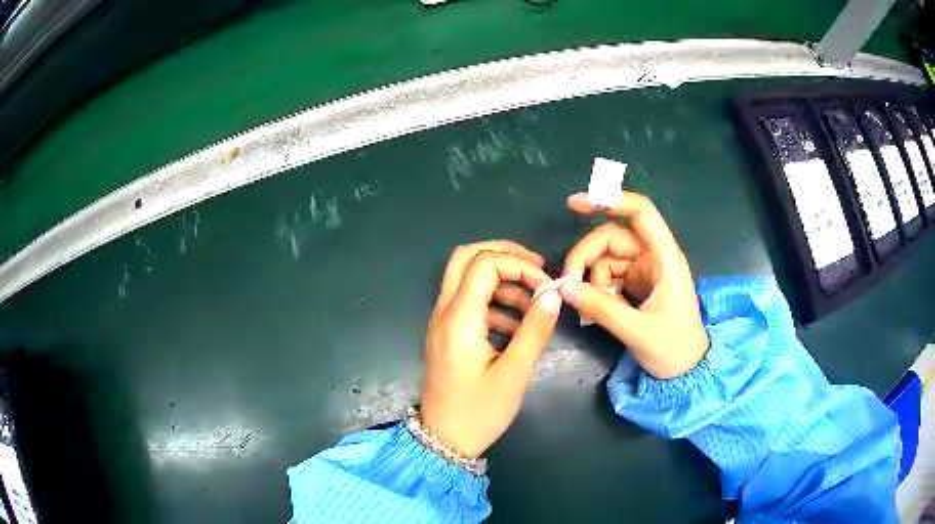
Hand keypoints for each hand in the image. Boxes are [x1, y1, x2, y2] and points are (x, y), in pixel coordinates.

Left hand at [421, 241, 561, 457]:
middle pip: (466, 257)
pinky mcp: (447, 333)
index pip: (485, 263)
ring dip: (501, 281)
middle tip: (536, 269)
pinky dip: (494, 301)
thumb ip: (534, 331)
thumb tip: (552, 294)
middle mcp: (444, 311)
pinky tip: (517, 326)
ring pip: (467, 277)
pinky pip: (469, 302)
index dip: (519, 265)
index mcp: (459, 318)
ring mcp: (442, 321)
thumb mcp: (514, 374)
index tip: (545, 287)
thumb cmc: (479, 411)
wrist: (444, 439)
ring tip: (533, 305)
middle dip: (504, 255)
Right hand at [559, 192, 707, 379]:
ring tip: (589, 309)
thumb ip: (601, 308)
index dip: (610, 200)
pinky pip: (608, 277)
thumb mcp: (637, 331)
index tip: (575, 205)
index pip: (640, 213)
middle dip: (586, 256)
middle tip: (567, 282)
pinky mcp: (637, 286)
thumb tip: (563, 288)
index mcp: (665, 258)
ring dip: (591, 278)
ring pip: (606, 258)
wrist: (688, 371)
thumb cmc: (673, 349)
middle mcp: (654, 257)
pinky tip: (596, 311)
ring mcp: (644, 271)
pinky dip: (597, 290)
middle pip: (612, 237)